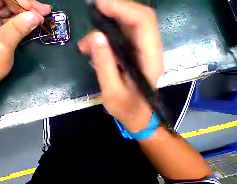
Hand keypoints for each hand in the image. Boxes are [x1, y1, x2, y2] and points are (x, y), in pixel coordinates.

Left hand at [0, 0, 51, 91]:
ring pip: (2, 4)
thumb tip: (37, 16)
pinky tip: (28, 21)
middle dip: (22, 4)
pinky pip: (0, 15)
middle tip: (43, 12)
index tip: (39, 9)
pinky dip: (14, 19)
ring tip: (39, 17)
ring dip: (21, 11)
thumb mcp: (2, 44)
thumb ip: (19, 27)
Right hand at [78, 0, 163, 132]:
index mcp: (149, 61)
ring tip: (86, 45)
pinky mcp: (136, 61)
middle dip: (112, 15)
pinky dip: (108, 43)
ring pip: (128, 32)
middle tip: (90, 20)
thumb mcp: (111, 92)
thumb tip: (96, 38)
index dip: (122, 8)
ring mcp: (143, 56)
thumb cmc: (126, 110)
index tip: (99, 5)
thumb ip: (105, 65)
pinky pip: (123, 44)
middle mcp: (150, 53)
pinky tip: (95, 52)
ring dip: (107, 32)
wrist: (138, 119)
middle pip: (136, 21)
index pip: (143, 22)